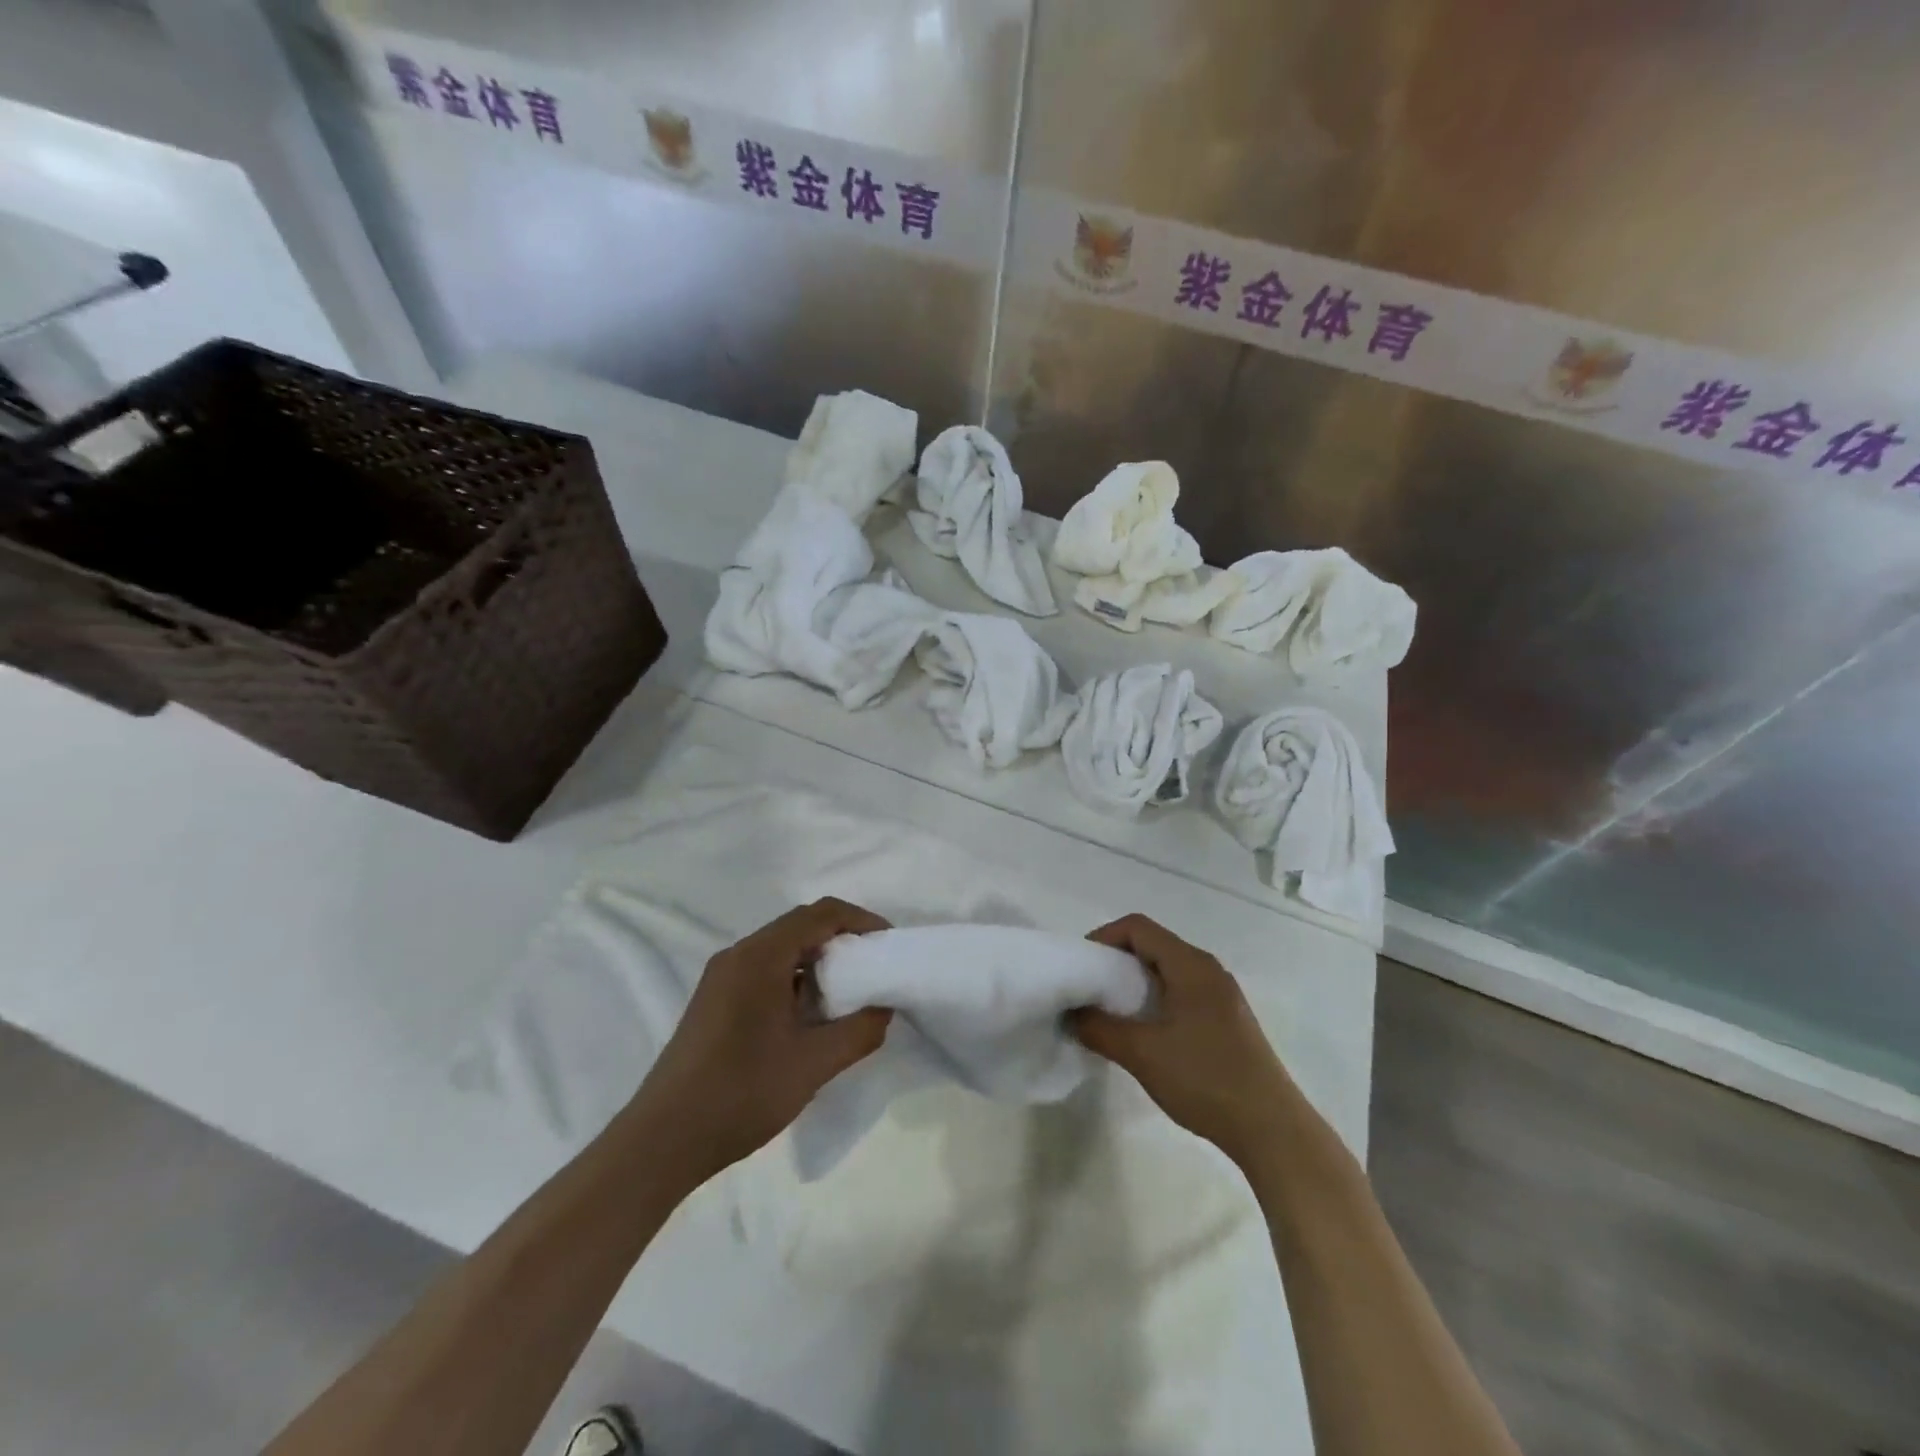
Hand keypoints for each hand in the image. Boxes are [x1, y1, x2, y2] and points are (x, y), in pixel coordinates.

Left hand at [628, 898, 893, 1186]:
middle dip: (842, 939)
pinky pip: (764, 970)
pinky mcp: (714, 1001)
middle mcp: (738, 955)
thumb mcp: (812, 1065)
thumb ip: (858, 1032)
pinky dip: (795, 978)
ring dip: (818, 960)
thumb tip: (884, 1009)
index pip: (820, 914)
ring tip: (849, 992)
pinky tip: (809, 1015)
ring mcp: (721, 978)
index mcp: (760, 957)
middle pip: (800, 926)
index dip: (861, 920)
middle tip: (875, 967)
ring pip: (781, 949)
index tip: (889, 943)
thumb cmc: (741, 1094)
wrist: (662, 1141)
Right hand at [1069, 914, 1292, 1165]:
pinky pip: (1183, 990)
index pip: (1137, 927)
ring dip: (1135, 982)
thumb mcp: (1142, 1054)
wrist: (1272, 1129)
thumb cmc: (1205, 1080)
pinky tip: (1146, 1032)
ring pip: (1168, 969)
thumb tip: (1072, 1014)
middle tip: (1089, 990)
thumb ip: (1100, 1029)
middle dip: (1116, 960)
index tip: (1081, 966)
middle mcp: (1208, 969)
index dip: (1103, 938)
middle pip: (1153, 944)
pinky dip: (1156, 998)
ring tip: (1112, 1012)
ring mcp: (1222, 994)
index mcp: (1190, 965)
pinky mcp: (1228, 1019)